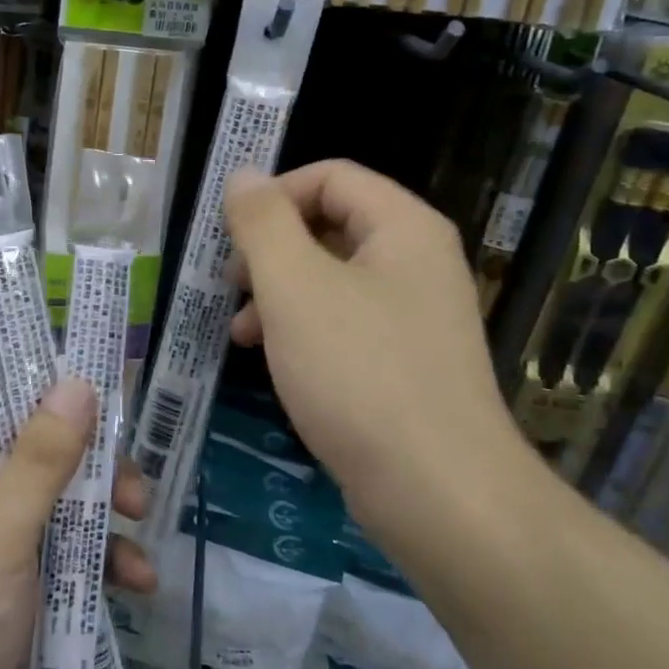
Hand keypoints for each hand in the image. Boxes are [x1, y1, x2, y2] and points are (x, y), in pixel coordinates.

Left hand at [0, 381, 155, 668]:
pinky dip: (107, 559)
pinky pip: (75, 550)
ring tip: (141, 521)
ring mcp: (3, 537)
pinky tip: (139, 581)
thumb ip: (39, 459)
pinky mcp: (28, 582)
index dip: (37, 370)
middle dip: (92, 453)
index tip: (94, 361)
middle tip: (129, 472)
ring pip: (67, 495)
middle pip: (42, 442)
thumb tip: (78, 382)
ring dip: (108, 506)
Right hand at [223, 160, 524, 514]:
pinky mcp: (405, 362)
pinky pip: (344, 323)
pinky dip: (302, 330)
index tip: (230, 237)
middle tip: (229, 285)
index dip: (273, 195)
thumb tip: (243, 175)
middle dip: (270, 250)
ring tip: (239, 333)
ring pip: (331, 278)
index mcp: (403, 227)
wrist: (439, 493)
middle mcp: (417, 261)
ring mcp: (415, 315)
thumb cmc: (359, 374)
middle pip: (329, 225)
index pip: (331, 176)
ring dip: (277, 293)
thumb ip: (263, 223)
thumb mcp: (295, 287)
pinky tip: (272, 362)